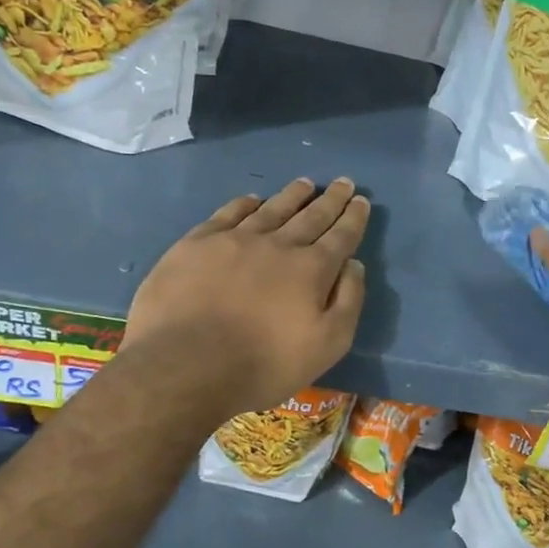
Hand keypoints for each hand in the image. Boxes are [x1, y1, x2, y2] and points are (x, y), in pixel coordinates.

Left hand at [121, 179, 368, 416]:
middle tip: (343, 182)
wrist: (186, 365)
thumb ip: (348, 301)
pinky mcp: (197, 244)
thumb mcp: (327, 345)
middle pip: (310, 215)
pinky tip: (252, 200)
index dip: (354, 218)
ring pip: (271, 209)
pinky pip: (228, 214)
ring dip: (292, 195)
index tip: (362, 201)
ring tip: (304, 184)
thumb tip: (354, 265)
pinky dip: (245, 204)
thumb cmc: (264, 364)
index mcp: (312, 269)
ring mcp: (235, 240)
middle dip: (330, 199)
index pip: (341, 236)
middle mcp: (278, 244)